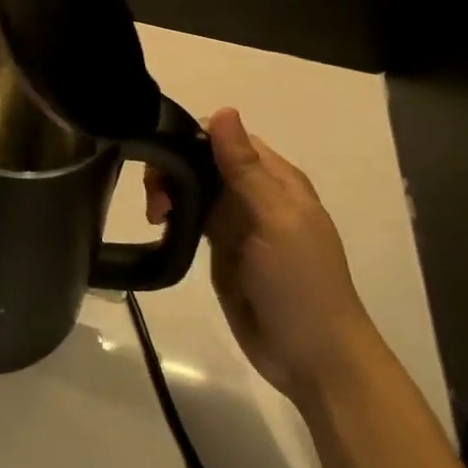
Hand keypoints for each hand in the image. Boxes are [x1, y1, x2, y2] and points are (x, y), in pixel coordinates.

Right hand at [148, 107, 378, 403]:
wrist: (312, 357)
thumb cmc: (300, 284)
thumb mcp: (274, 220)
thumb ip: (244, 168)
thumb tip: (222, 110)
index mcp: (277, 179)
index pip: (226, 138)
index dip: (192, 138)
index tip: (161, 154)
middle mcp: (256, 194)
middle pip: (205, 161)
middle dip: (175, 168)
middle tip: (155, 197)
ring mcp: (239, 223)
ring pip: (195, 188)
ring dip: (170, 191)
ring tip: (155, 216)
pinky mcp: (222, 249)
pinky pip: (193, 218)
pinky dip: (174, 215)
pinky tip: (160, 226)